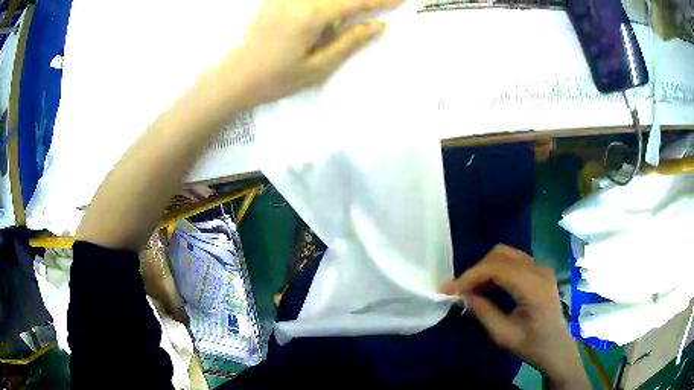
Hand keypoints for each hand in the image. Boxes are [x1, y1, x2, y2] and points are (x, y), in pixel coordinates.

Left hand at [214, 0, 402, 109]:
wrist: (233, 78)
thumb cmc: (275, 79)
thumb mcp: (317, 68)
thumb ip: (349, 43)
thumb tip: (378, 26)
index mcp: (312, 15)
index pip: (355, 1)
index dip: (381, 0)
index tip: (402, 0)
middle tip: (380, 4)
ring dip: (343, 2)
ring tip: (347, 19)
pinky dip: (325, 3)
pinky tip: (330, 16)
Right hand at [440, 245, 589, 388]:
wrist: (556, 348)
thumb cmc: (532, 346)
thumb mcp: (503, 335)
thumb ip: (483, 312)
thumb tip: (462, 295)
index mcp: (533, 287)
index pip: (497, 268)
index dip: (470, 275)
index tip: (449, 289)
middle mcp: (539, 270)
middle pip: (501, 254)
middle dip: (477, 270)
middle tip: (461, 290)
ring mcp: (541, 268)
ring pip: (507, 254)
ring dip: (486, 269)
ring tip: (472, 290)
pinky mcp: (540, 272)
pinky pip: (514, 262)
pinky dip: (497, 271)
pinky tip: (489, 288)